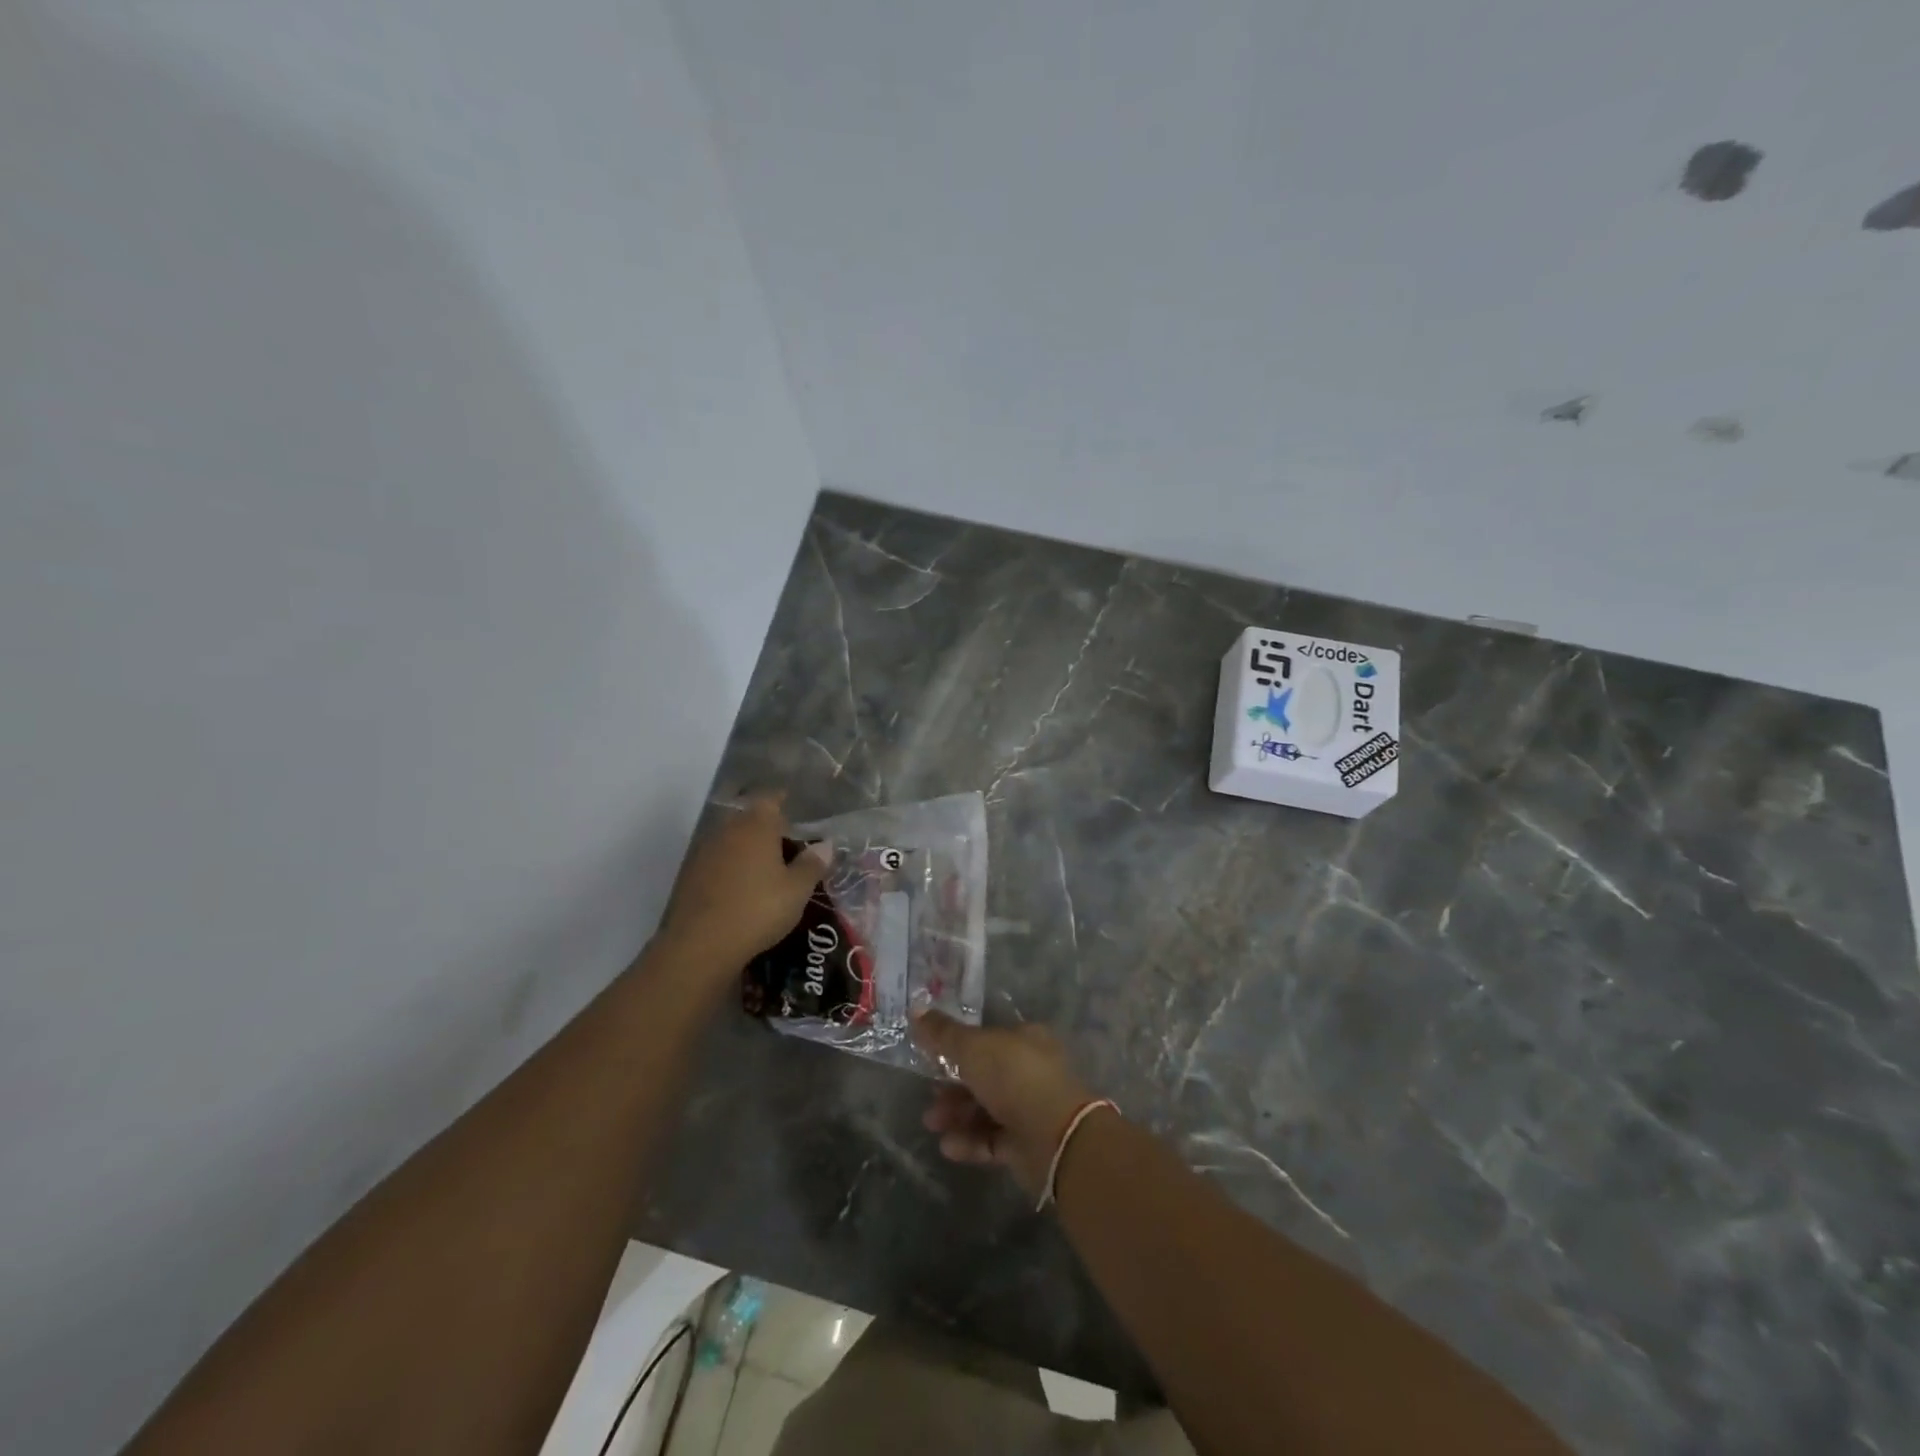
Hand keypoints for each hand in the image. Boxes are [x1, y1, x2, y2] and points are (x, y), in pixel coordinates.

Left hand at [659, 796, 829, 973]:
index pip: (771, 799)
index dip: (784, 801)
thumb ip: (813, 864)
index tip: (796, 810)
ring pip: (732, 839)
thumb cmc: (757, 909)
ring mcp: (705, 851)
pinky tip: (742, 888)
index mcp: (756, 825)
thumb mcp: (797, 890)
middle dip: (768, 828)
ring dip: (748, 848)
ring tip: (768, 869)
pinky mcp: (690, 875)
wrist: (699, 945)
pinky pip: (718, 860)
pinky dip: (732, 867)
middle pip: (750, 818)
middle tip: (789, 845)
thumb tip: (826, 844)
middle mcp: (728, 829)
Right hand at [911, 1012, 1099, 1199]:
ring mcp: (1030, 1108)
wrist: (1054, 1136)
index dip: (959, 1046)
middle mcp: (1030, 1070)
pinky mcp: (1027, 1144)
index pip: (988, 1038)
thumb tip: (916, 1009)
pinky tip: (948, 1146)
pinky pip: (992, 1139)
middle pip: (985, 1076)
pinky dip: (969, 1141)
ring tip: (932, 1123)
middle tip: (929, 1095)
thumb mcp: (972, 1047)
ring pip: (986, 1108)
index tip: (932, 1056)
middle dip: (952, 1086)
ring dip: (956, 1114)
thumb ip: (943, 1033)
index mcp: (1025, 1039)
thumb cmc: (1013, 1077)